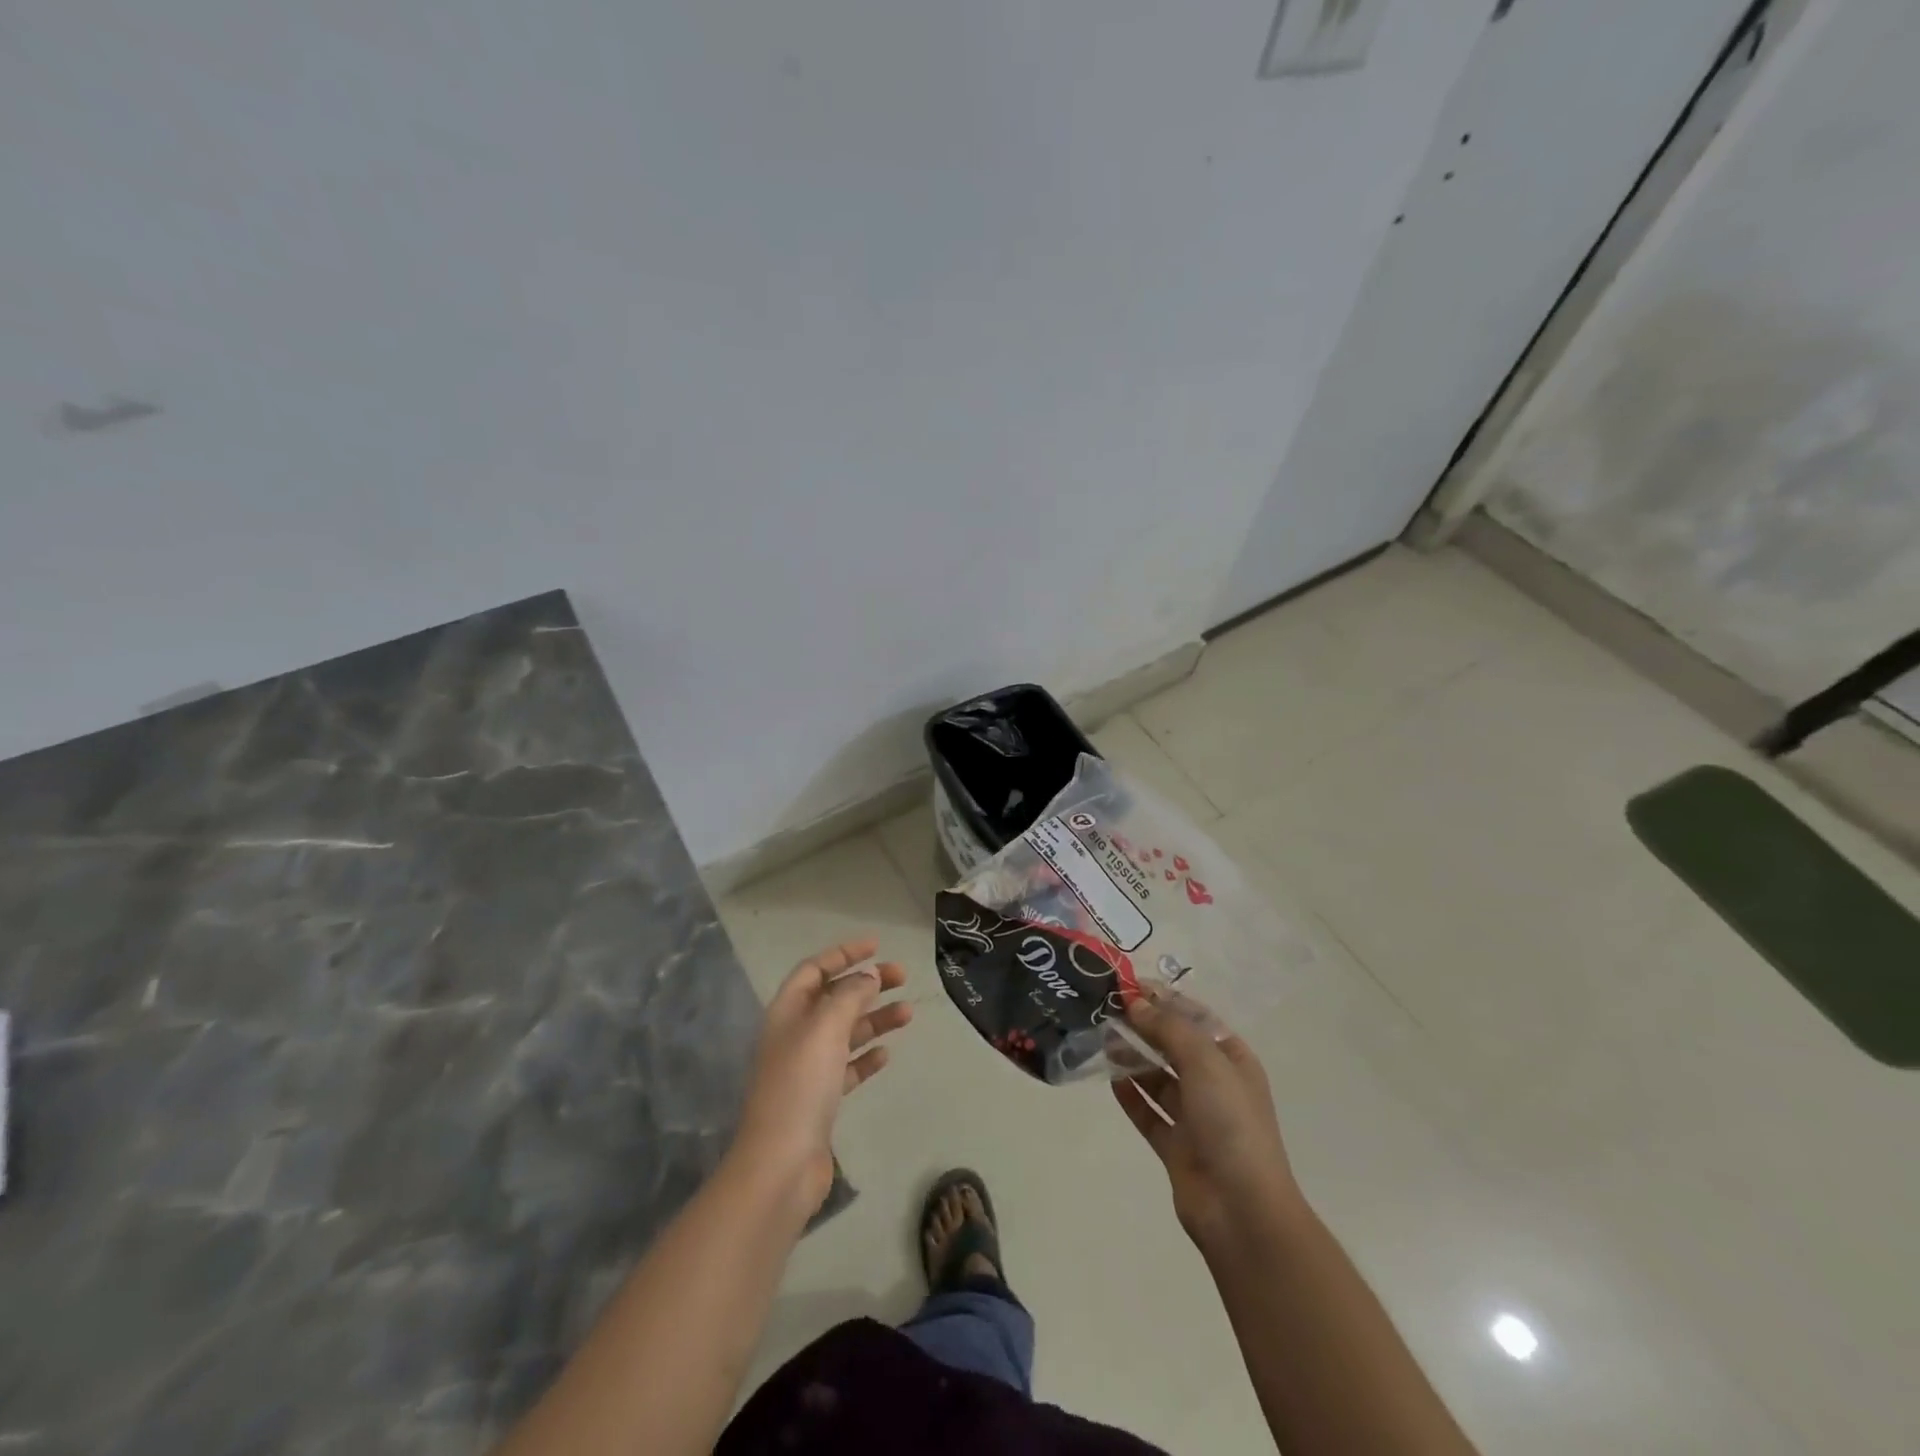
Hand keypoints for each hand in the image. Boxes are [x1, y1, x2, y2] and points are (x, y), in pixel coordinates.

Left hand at [733, 938, 910, 1216]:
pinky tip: (886, 1055)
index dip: (844, 954)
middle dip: (866, 984)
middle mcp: (795, 1035)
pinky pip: (847, 1067)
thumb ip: (850, 995)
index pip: (815, 969)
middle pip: (834, 998)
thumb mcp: (826, 1027)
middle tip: (902, 976)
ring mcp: (807, 1069)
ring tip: (908, 1013)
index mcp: (788, 1012)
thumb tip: (869, 975)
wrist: (781, 1163)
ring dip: (875, 1018)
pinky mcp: (820, 1100)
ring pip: (845, 1032)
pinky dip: (866, 1057)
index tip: (877, 946)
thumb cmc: (801, 1084)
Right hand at [1112, 993, 1300, 1249]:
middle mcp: (1215, 1085)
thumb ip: (1168, 1028)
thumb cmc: (1230, 1123)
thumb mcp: (1204, 1061)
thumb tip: (1136, 1003)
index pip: (1195, 1018)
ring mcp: (1196, 1118)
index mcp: (1232, 1060)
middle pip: (1174, 1046)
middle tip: (1106, 1010)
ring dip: (1134, 1058)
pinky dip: (1131, 1096)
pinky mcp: (1177, 1147)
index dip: (1164, 999)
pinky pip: (1149, 1113)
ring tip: (1101, 1039)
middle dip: (1144, 1027)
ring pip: (1159, 1079)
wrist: (1242, 1211)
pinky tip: (1110, 1079)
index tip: (1128, 985)